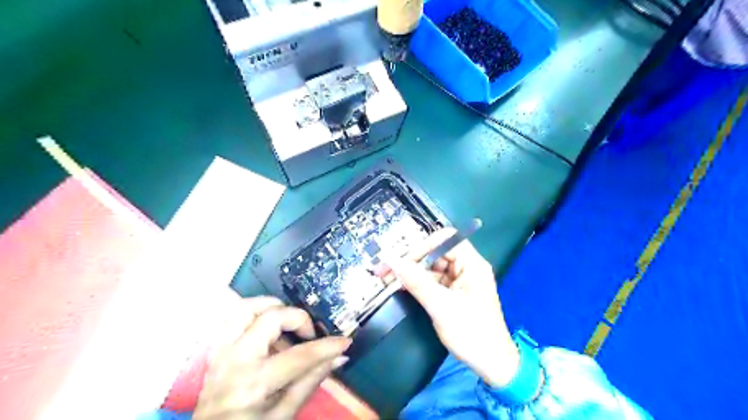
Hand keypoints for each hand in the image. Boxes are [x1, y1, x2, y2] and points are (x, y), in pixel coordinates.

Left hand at [195, 297, 353, 418]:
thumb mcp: (284, 415)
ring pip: (246, 307)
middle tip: (308, 334)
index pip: (299, 356)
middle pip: (270, 318)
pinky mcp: (216, 348)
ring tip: (287, 321)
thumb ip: (310, 382)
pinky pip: (233, 317)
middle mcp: (235, 361)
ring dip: (272, 307)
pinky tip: (268, 330)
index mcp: (253, 384)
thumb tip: (339, 357)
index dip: (327, 346)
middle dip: (298, 318)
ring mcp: (221, 352)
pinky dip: (255, 314)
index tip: (345, 340)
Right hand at [382, 230, 518, 387]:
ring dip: (413, 272)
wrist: (492, 364)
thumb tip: (391, 260)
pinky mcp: (455, 291)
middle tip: (387, 270)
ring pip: (433, 266)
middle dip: (413, 259)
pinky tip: (404, 287)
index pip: (446, 239)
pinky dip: (419, 282)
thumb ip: (416, 281)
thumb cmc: (471, 333)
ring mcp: (461, 280)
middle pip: (437, 252)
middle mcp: (468, 267)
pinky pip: (434, 280)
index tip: (403, 261)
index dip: (423, 246)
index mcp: (472, 264)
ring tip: (391, 279)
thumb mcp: (441, 306)